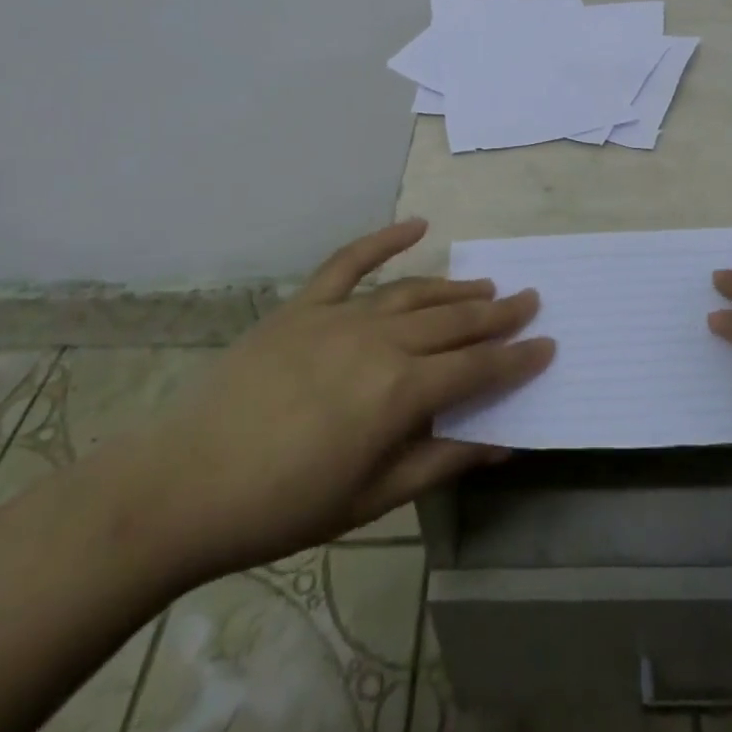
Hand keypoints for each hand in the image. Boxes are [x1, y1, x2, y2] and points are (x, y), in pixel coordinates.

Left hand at [0, 219, 553, 731]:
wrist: (183, 484)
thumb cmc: (282, 506)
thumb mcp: (369, 500)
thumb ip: (437, 462)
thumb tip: (500, 442)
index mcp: (399, 391)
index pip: (476, 367)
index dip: (516, 357)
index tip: (548, 343)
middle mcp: (380, 341)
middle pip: (453, 320)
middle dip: (498, 312)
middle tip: (530, 299)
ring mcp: (340, 315)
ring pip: (414, 292)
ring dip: (455, 288)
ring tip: (486, 285)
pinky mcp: (304, 305)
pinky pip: (350, 261)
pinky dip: (385, 239)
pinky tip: (416, 225)